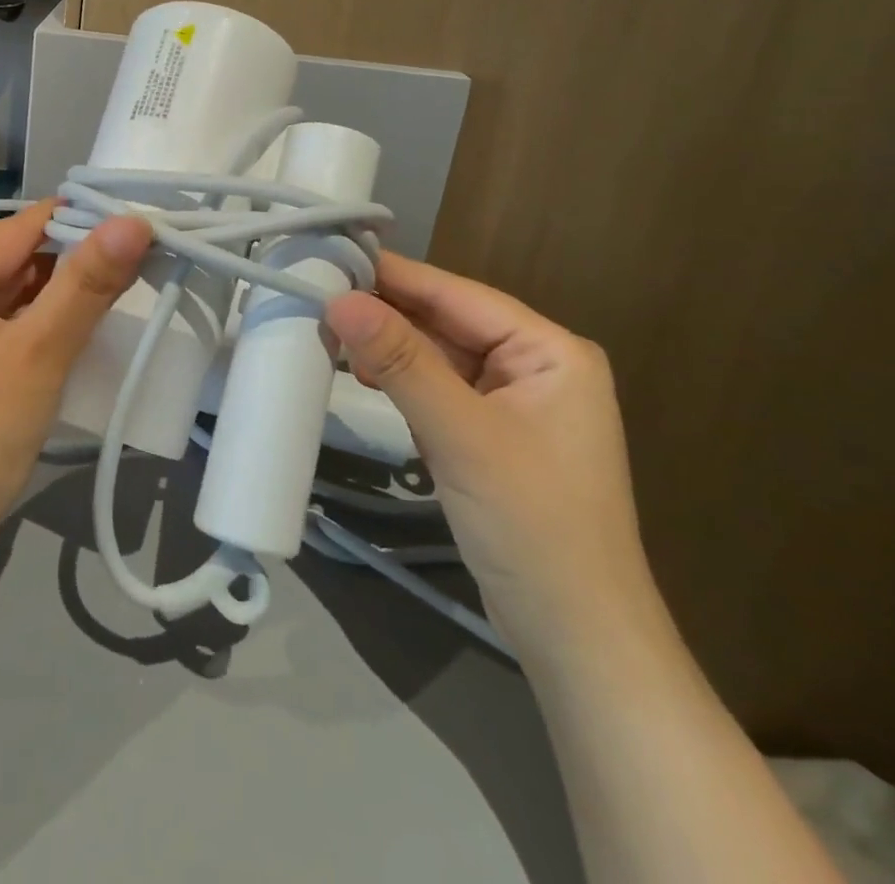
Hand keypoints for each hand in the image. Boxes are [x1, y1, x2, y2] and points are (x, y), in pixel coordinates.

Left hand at [0, 201, 150, 552]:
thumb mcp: (39, 353)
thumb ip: (87, 283)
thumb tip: (133, 221)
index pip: (20, 228)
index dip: (80, 224)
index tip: (136, 232)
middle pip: (8, 262)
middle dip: (67, 269)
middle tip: (130, 277)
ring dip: (49, 303)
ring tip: (105, 309)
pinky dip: (24, 332)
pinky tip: (61, 345)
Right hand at [325, 254, 656, 664]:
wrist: (576, 639)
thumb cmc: (532, 525)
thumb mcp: (461, 436)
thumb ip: (401, 363)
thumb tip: (338, 300)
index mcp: (550, 351)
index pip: (459, 295)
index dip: (395, 275)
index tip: (333, 254)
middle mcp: (535, 366)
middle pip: (447, 323)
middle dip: (387, 313)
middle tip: (318, 294)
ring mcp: (513, 403)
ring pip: (438, 356)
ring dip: (389, 347)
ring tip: (330, 332)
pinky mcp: (490, 436)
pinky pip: (438, 390)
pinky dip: (401, 381)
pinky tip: (363, 373)